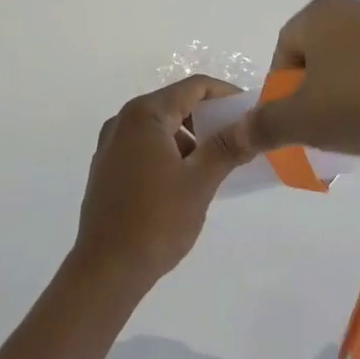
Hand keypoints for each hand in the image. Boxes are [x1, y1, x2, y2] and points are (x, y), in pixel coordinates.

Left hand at [70, 77, 252, 296]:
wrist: (105, 271)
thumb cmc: (156, 221)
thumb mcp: (199, 182)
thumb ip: (228, 147)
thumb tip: (254, 123)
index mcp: (144, 114)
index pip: (193, 87)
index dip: (225, 94)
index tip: (250, 111)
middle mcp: (123, 120)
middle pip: (175, 104)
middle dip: (208, 118)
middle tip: (238, 138)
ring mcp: (111, 145)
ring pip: (160, 127)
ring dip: (190, 138)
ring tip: (215, 164)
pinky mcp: (107, 168)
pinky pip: (145, 146)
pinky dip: (169, 152)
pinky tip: (185, 180)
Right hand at [211, 0, 359, 173]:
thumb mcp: (301, 121)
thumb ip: (265, 125)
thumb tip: (238, 132)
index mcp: (320, 13)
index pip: (284, 50)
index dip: (281, 91)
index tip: (291, 125)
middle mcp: (358, 8)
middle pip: (323, 60)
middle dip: (319, 102)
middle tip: (324, 137)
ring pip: (359, 71)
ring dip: (352, 107)